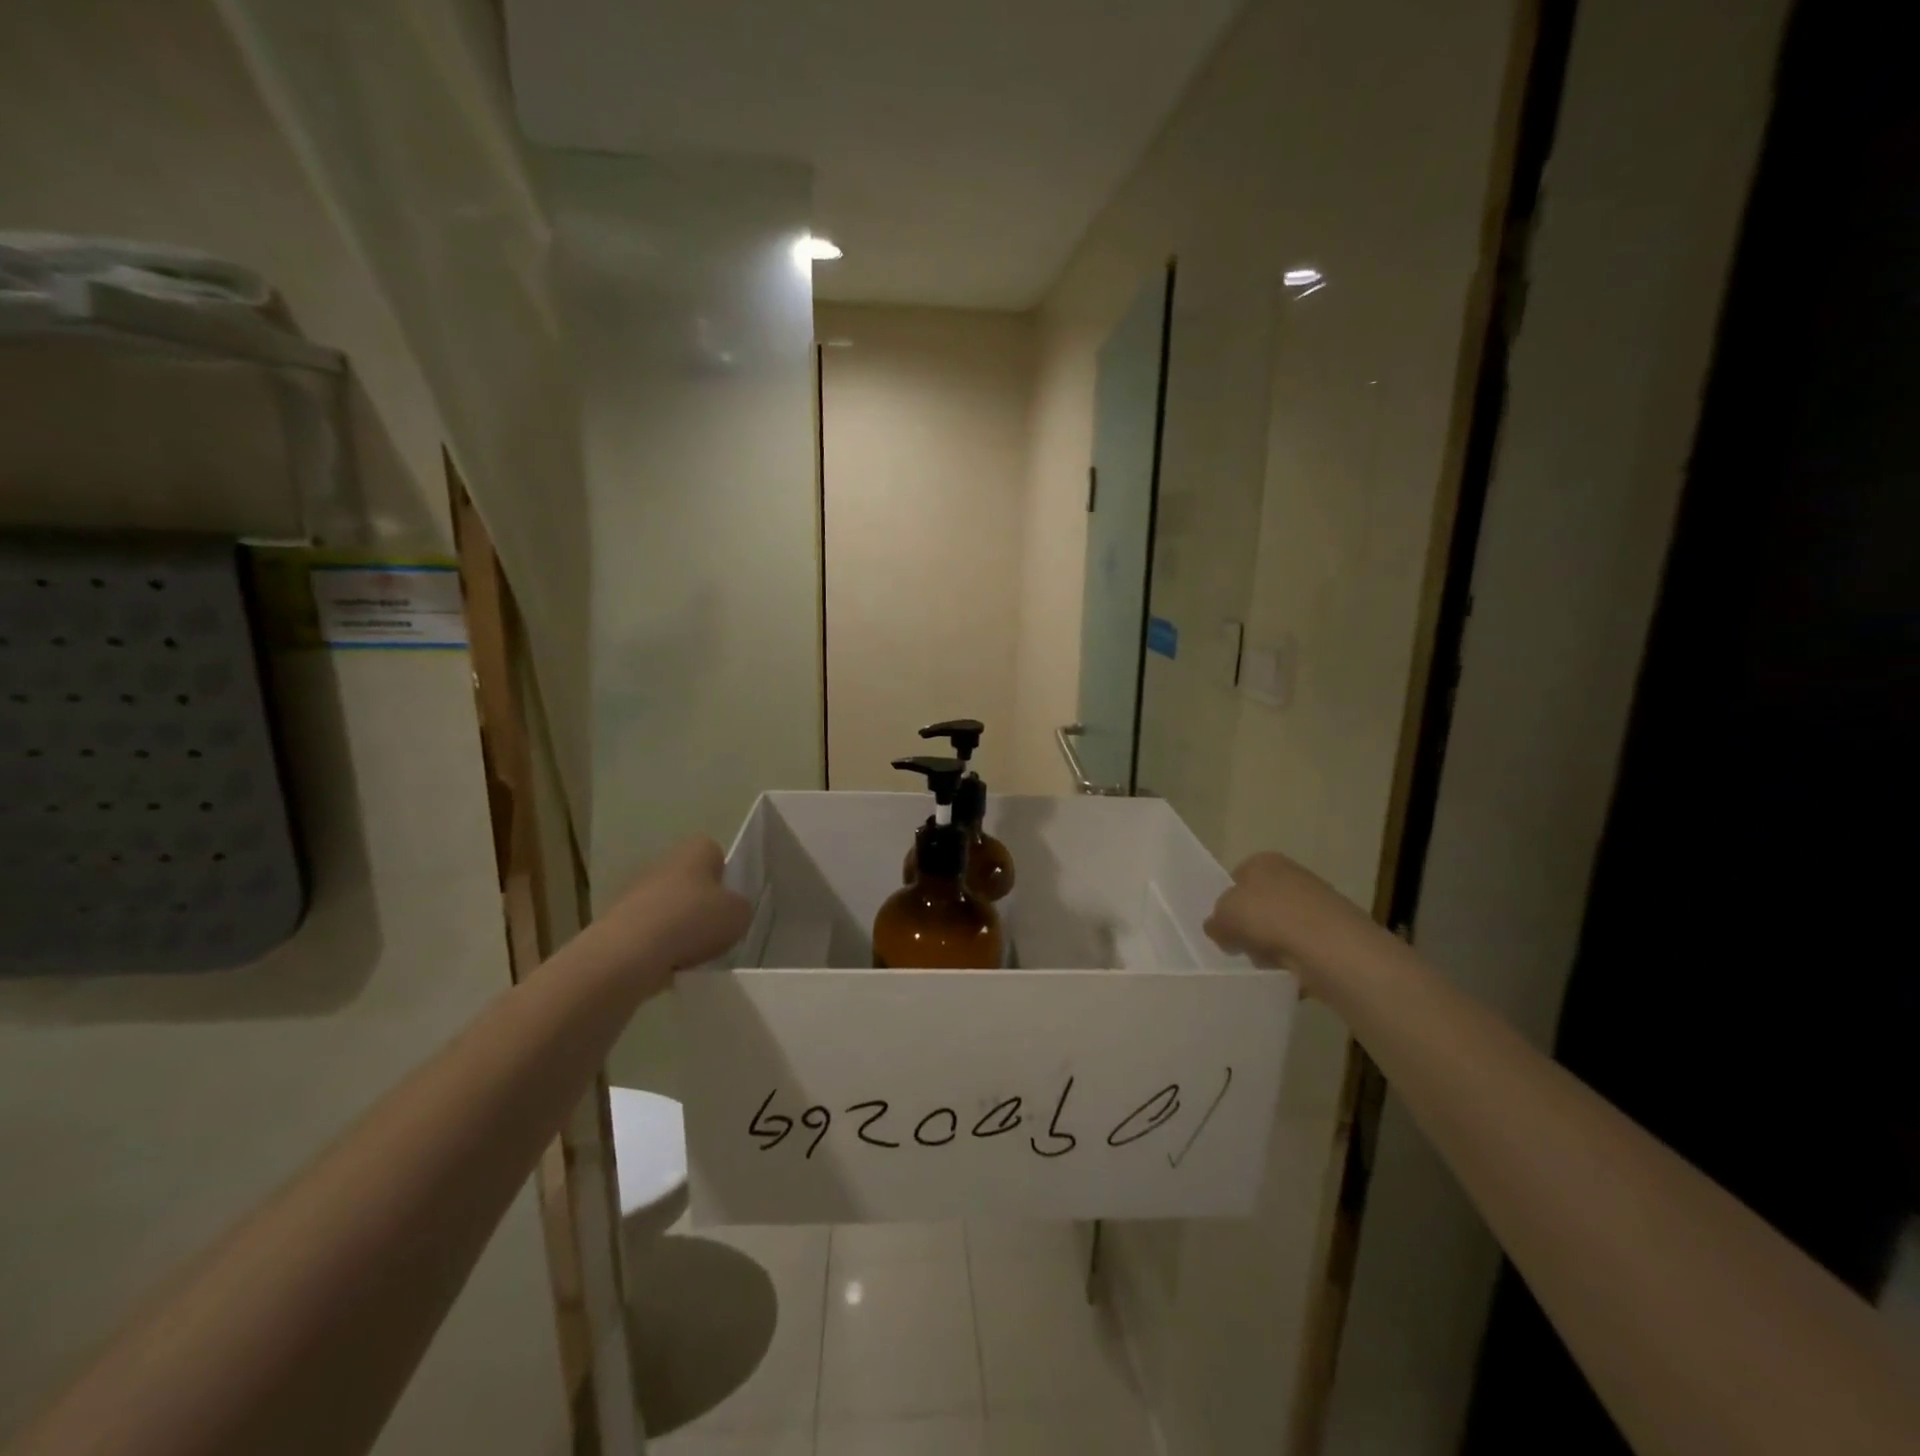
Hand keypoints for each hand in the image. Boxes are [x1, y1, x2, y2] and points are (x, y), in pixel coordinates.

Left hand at [592, 837, 751, 990]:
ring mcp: (637, 893)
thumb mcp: (739, 915)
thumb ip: (740, 908)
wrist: (628, 953)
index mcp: (695, 851)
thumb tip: (731, 912)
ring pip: (669, 909)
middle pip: (690, 882)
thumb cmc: (692, 921)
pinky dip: (660, 948)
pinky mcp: (619, 923)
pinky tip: (668, 965)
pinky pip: (650, 934)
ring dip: (680, 928)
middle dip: (701, 905)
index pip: (715, 853)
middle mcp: (664, 864)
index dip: (725, 876)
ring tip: (693, 955)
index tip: (730, 901)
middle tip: (715, 931)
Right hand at [1203, 851, 1358, 978]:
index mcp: (1264, 861)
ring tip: (1268, 963)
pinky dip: (1296, 960)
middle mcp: (1292, 874)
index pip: (1237, 878)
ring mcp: (1318, 902)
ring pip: (1281, 927)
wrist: (1330, 947)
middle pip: (1260, 903)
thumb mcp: (1223, 917)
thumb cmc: (1268, 919)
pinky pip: (1303, 947)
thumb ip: (1215, 921)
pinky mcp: (1336, 931)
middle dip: (1251, 927)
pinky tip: (1291, 972)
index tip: (1224, 927)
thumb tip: (1219, 928)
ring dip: (1272, 946)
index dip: (1227, 903)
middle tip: (1243, 946)